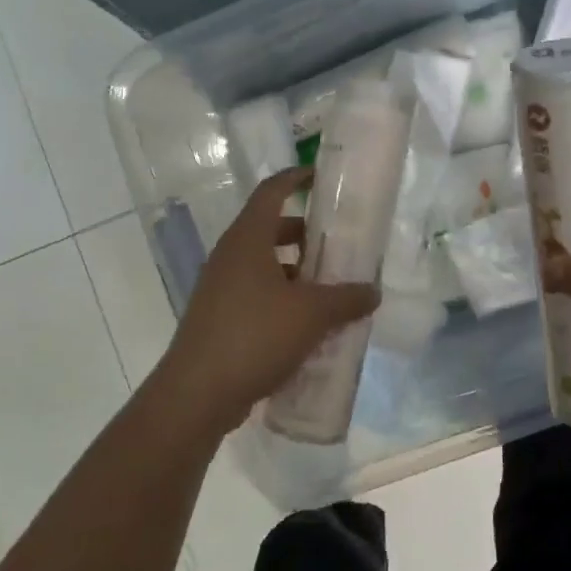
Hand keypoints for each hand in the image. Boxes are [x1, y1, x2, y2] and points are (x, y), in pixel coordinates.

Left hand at [149, 169, 379, 438]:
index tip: (321, 176)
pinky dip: (282, 299)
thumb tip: (373, 291)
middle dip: (305, 234)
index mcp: (247, 240)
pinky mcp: (219, 318)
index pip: (271, 191)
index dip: (296, 178)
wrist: (197, 394)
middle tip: (338, 244)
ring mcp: (220, 288)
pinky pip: (256, 295)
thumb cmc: (255, 336)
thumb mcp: (311, 314)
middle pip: (270, 229)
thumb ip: (346, 299)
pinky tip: (307, 324)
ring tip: (330, 289)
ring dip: (296, 271)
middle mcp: (230, 256)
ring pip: (264, 265)